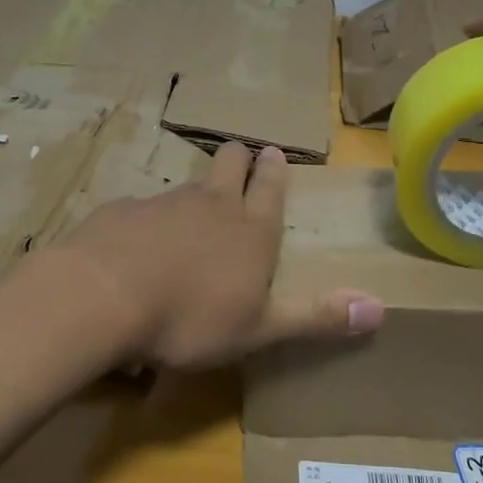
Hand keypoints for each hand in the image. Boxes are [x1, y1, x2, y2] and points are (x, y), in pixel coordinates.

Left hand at [46, 143, 385, 369]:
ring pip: (187, 184)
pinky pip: (142, 208)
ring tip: (192, 213)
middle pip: (229, 162)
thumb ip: (316, 317)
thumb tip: (380, 309)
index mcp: (250, 229)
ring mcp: (162, 203)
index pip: (270, 186)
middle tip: (241, 160)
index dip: (274, 170)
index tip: (274, 154)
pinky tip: (137, 243)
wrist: (101, 297)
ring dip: (195, 191)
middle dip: (238, 158)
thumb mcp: (259, 328)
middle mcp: (211, 204)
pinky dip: (147, 220)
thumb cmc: (190, 318)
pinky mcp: (121, 211)